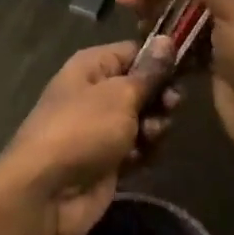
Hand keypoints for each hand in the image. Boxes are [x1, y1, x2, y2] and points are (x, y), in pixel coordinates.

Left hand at [0, 39, 178, 234]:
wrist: (46, 195)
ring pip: (144, 118)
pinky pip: (138, 147)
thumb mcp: (121, 95)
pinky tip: (142, 158)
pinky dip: (144, 151)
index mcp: (92, 67)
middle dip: (161, 96)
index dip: (160, 59)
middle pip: (143, 86)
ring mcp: (101, 128)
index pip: (134, 51)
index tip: (187, 68)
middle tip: (171, 106)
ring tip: (150, 136)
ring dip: (155, 126)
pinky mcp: (108, 160)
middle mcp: (96, 92)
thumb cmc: (83, 130)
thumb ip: (149, 72)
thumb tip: (167, 39)